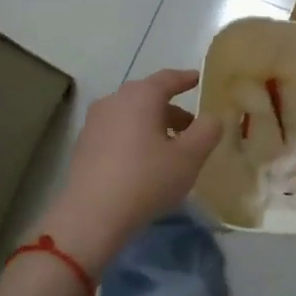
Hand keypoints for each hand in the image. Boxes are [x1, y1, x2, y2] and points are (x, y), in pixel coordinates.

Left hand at [37, 70, 221, 271]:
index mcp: (141, 95)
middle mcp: (114, 100)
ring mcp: (94, 123)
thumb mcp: (191, 156)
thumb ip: (208, 130)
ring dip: (153, 126)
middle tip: (192, 127)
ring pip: (132, 115)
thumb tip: (211, 118)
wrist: (92, 217)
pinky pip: (117, 132)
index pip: (169, 78)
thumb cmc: (147, 179)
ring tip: (170, 150)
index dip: (187, 79)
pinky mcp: (83, 146)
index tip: (199, 80)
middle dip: (172, 109)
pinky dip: (134, 139)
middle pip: (149, 97)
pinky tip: (144, 164)